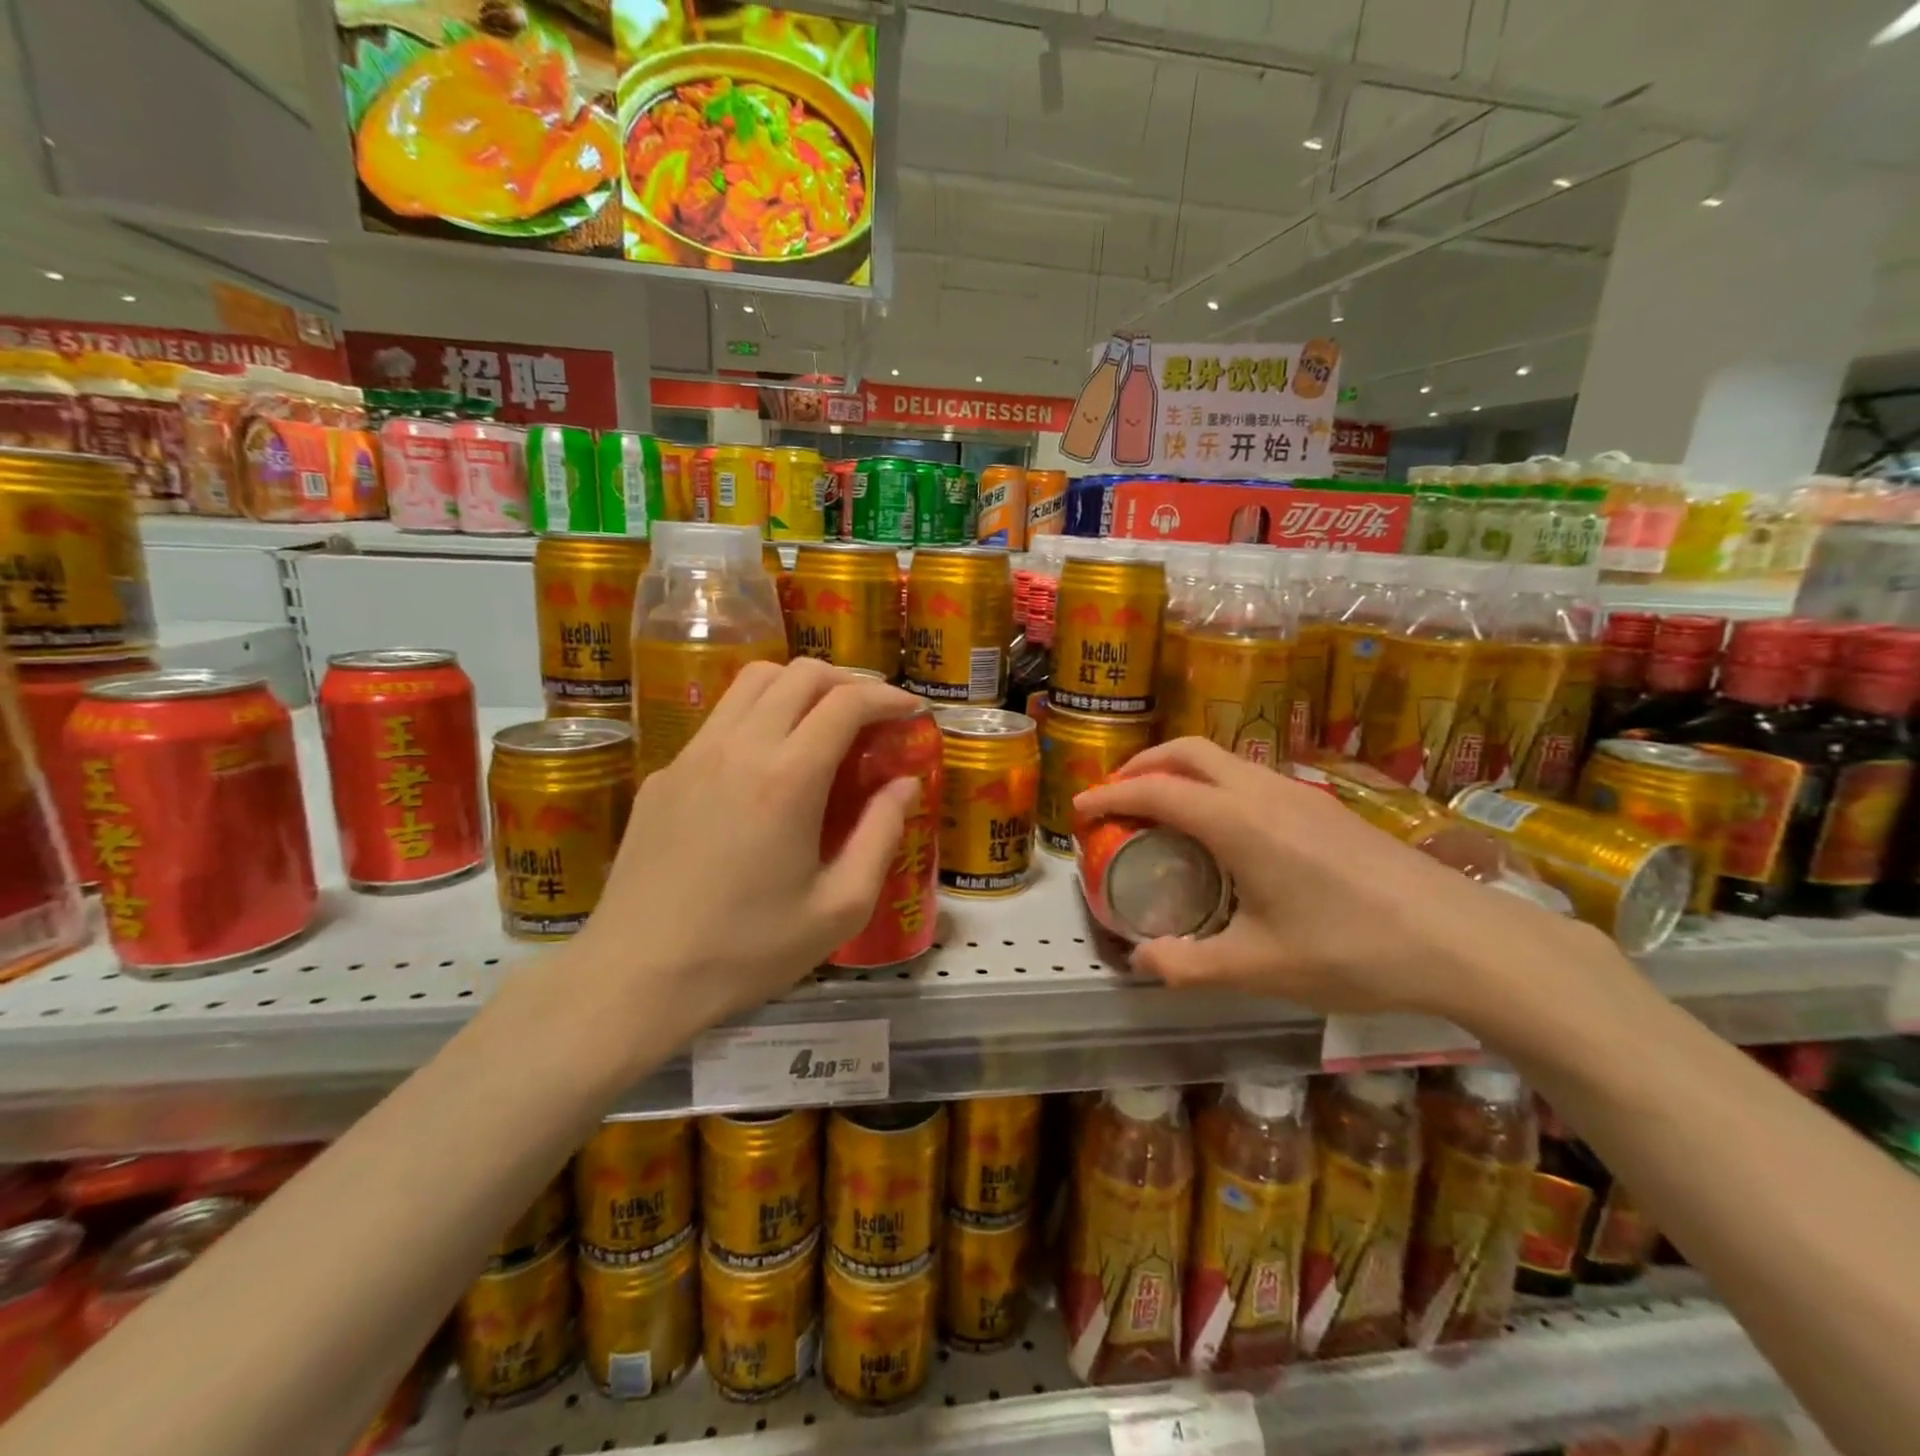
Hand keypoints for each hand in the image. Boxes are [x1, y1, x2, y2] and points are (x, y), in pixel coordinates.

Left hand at [569, 659, 923, 1049]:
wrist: (636, 976)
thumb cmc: (747, 950)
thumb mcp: (840, 908)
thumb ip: (881, 836)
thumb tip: (905, 785)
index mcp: (788, 778)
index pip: (846, 702)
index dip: (887, 697)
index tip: (912, 710)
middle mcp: (739, 747)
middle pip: (799, 674)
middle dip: (847, 681)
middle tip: (872, 714)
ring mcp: (693, 755)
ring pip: (752, 682)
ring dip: (799, 687)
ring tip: (823, 723)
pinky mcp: (664, 774)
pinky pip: (720, 720)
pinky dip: (758, 716)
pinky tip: (766, 765)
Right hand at [1071, 737, 1607, 1026]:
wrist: (1462, 938)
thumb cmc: (1352, 950)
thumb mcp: (1260, 968)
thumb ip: (1189, 965)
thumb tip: (1140, 962)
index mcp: (1238, 823)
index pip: (1156, 791)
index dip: (1110, 795)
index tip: (1079, 810)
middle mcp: (1263, 792)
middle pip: (1187, 751)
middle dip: (1141, 765)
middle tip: (1115, 796)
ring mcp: (1298, 793)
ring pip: (1222, 757)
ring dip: (1179, 770)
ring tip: (1161, 808)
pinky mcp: (1323, 805)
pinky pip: (1249, 774)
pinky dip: (1213, 782)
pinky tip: (1222, 827)